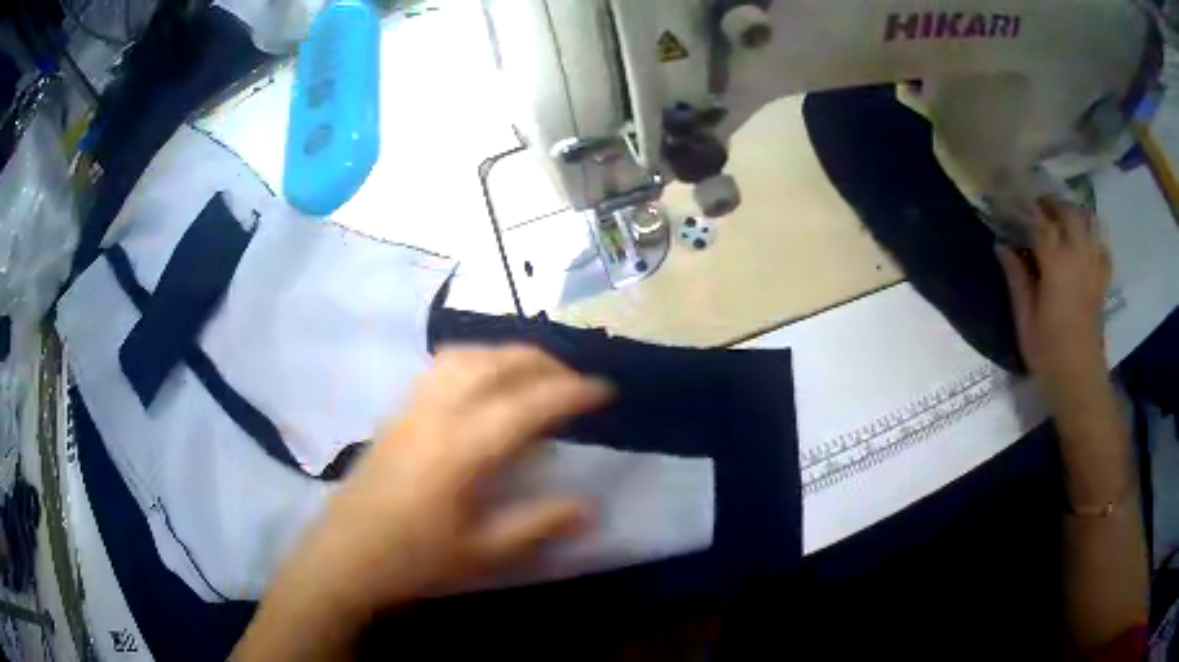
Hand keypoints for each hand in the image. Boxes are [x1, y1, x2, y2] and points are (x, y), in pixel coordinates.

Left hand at [235, 346, 611, 660]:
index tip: (605, 390)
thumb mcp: (484, 552)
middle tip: (574, 380)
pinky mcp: (396, 412)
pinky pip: (440, 366)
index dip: (573, 392)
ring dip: (506, 355)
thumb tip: (589, 505)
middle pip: (496, 363)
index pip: (530, 404)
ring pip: (465, 355)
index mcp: (464, 448)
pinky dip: (474, 360)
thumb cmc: (415, 559)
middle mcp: (438, 413)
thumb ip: (539, 524)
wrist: (346, 555)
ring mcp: (412, 407)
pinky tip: (482, 384)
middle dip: (543, 362)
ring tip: (532, 375)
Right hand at [996, 198, 1111, 407]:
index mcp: (1056, 265)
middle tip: (1039, 209)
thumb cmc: (1048, 353)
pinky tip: (1083, 243)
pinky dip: (1092, 236)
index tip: (1014, 203)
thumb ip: (1016, 277)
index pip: (1041, 222)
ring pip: (1089, 222)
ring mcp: (1093, 267)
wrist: (1079, 379)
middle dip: (1053, 204)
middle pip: (1069, 213)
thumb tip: (1001, 245)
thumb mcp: (1025, 318)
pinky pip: (1101, 246)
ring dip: (1074, 214)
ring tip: (1062, 220)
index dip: (1027, 209)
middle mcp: (1078, 257)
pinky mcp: (1102, 280)